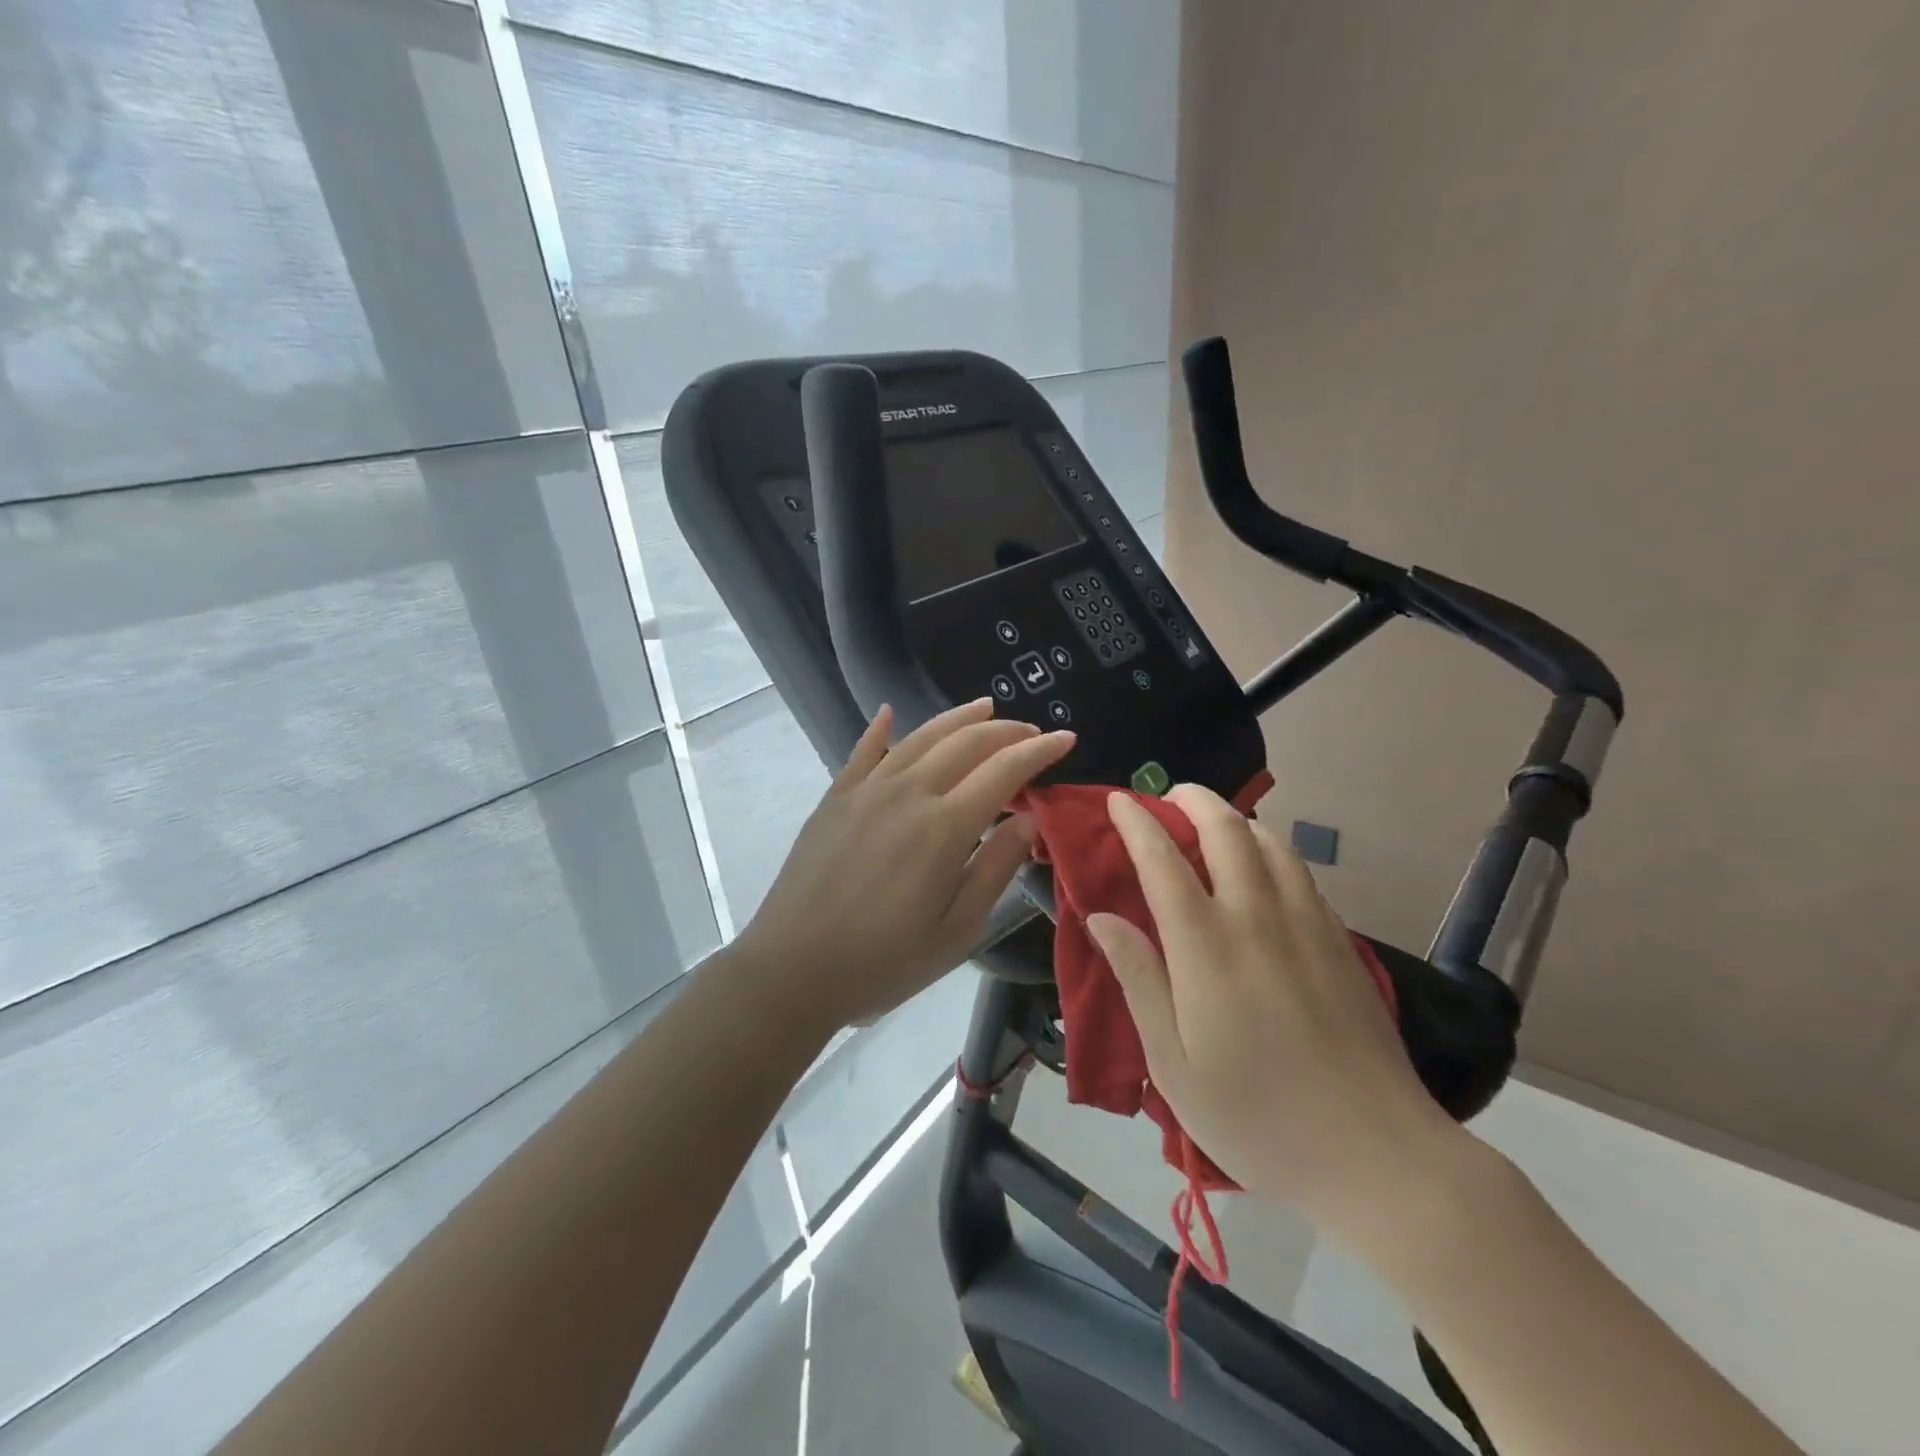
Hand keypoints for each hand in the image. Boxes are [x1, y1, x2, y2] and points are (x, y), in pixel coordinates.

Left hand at [734, 700, 1073, 1032]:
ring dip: (957, 718)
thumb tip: (1029, 819)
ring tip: (984, 707)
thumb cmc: (883, 961)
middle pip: (965, 743)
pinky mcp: (835, 798)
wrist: (792, 969)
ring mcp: (866, 790)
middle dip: (1005, 731)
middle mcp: (908, 793)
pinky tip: (889, 713)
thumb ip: (996, 868)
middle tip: (1030, 731)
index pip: (1003, 771)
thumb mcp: (957, 929)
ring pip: (920, 737)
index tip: (1065, 739)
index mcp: (945, 827)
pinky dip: (880, 728)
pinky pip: (862, 751)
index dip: (1038, 751)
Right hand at [1086, 785, 1466, 1230]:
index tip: (1117, 801)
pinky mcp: (1340, 941)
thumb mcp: (1172, 1063)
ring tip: (1211, 826)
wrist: (1379, 1157)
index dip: (1136, 822)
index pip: (1163, 859)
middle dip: (1192, 799)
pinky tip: (1263, 869)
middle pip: (1225, 829)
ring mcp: (1307, 924)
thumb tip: (1101, 916)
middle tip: (1167, 798)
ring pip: (1271, 841)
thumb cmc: (1257, 1117)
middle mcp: (1258, 916)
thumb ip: (1138, 978)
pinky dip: (1271, 849)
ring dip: (1235, 818)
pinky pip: (1300, 871)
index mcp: (1206, 946)